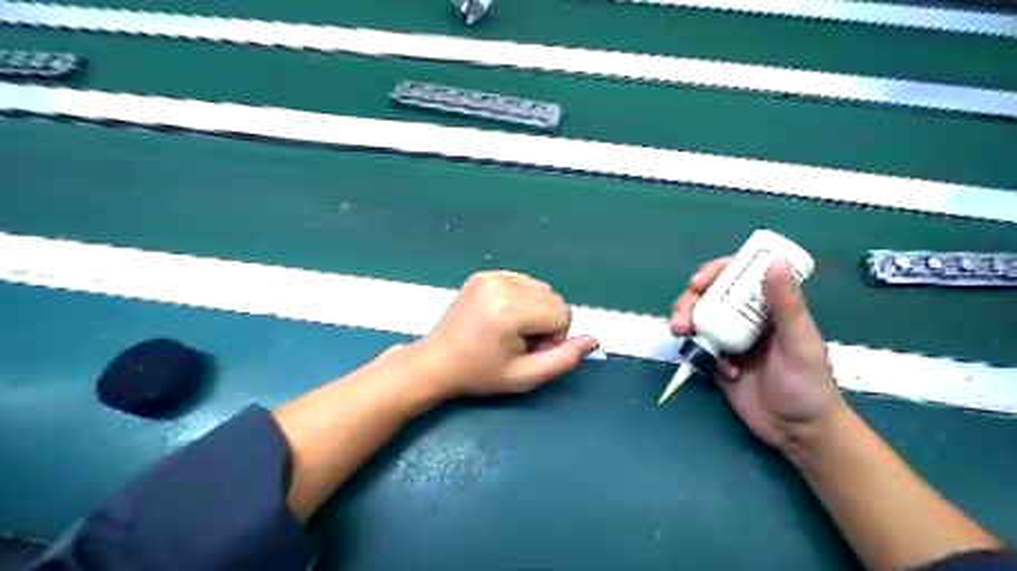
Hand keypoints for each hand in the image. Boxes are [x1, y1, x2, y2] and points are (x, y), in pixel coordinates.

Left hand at [411, 270, 596, 395]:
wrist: (435, 362)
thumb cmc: (479, 374)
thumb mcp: (524, 376)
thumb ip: (563, 359)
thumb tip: (593, 340)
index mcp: (509, 309)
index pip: (563, 314)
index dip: (553, 338)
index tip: (527, 351)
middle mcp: (501, 284)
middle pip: (554, 298)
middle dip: (546, 322)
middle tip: (518, 342)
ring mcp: (491, 275)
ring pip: (541, 288)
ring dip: (535, 309)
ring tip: (509, 330)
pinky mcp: (484, 273)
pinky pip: (523, 281)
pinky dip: (521, 298)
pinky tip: (501, 316)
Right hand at [674, 259, 847, 454]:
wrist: (798, 431)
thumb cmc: (809, 385)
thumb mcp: (799, 343)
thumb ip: (786, 305)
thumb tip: (776, 263)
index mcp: (769, 307)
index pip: (739, 276)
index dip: (715, 272)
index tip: (698, 282)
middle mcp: (746, 318)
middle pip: (709, 295)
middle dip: (689, 301)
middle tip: (681, 318)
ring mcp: (729, 339)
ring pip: (698, 318)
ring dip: (685, 321)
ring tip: (680, 334)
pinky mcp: (717, 361)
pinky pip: (697, 347)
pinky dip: (696, 351)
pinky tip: (716, 369)